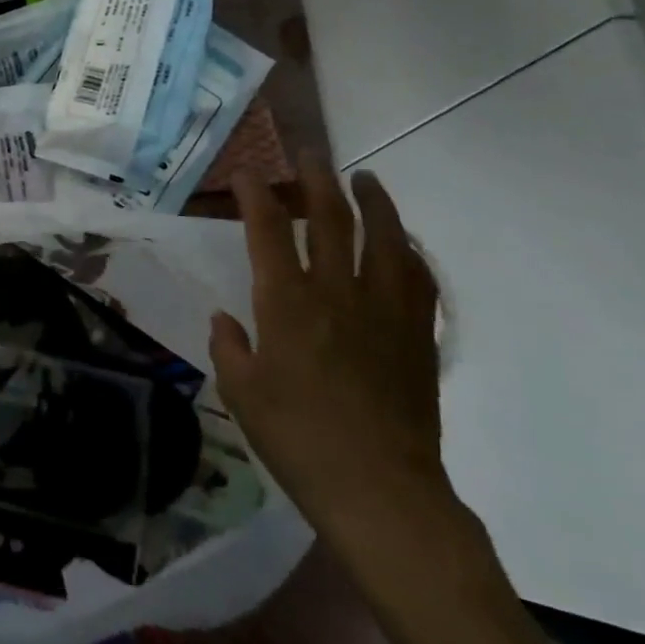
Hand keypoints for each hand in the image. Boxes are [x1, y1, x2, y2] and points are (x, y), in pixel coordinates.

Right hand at [210, 155, 450, 544]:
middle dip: (316, 179)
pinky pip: (419, 279)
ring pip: (385, 239)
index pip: (268, 231)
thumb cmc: (298, 440)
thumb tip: (225, 318)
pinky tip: (405, 243)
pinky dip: (411, 252)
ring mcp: (384, 311)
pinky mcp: (417, 335)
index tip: (246, 172)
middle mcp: (336, 293)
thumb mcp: (241, 394)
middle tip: (310, 153)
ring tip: (365, 179)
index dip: (255, 195)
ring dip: (374, 202)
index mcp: (287, 304)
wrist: (380, 490)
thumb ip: (229, 348)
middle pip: (330, 219)